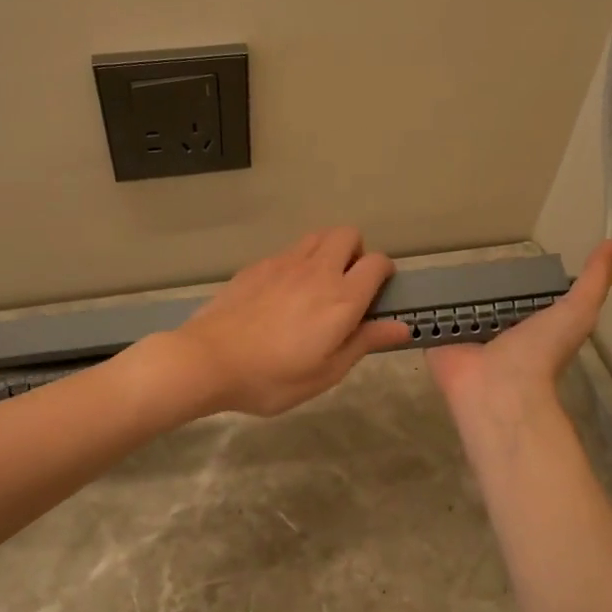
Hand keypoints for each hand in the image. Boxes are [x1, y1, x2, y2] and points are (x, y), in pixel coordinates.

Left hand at [168, 228, 414, 417]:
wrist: (208, 360)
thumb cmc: (272, 377)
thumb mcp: (326, 372)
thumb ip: (365, 342)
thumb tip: (403, 327)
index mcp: (342, 298)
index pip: (377, 263)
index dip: (384, 273)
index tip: (378, 294)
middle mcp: (317, 271)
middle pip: (348, 234)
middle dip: (356, 252)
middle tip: (347, 286)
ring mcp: (283, 263)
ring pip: (317, 236)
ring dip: (327, 251)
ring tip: (316, 286)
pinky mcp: (256, 266)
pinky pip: (288, 251)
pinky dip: (296, 263)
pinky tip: (281, 295)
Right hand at [427, 241, 611, 428]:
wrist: (499, 387)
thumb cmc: (540, 351)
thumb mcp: (578, 311)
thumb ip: (594, 280)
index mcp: (529, 325)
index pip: (521, 295)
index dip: (518, 277)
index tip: (507, 253)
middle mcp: (497, 331)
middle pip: (486, 299)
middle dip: (477, 282)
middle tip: (463, 255)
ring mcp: (464, 336)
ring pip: (455, 306)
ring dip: (447, 290)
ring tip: (433, 262)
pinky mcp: (436, 340)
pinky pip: (426, 318)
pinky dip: (419, 304)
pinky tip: (409, 283)